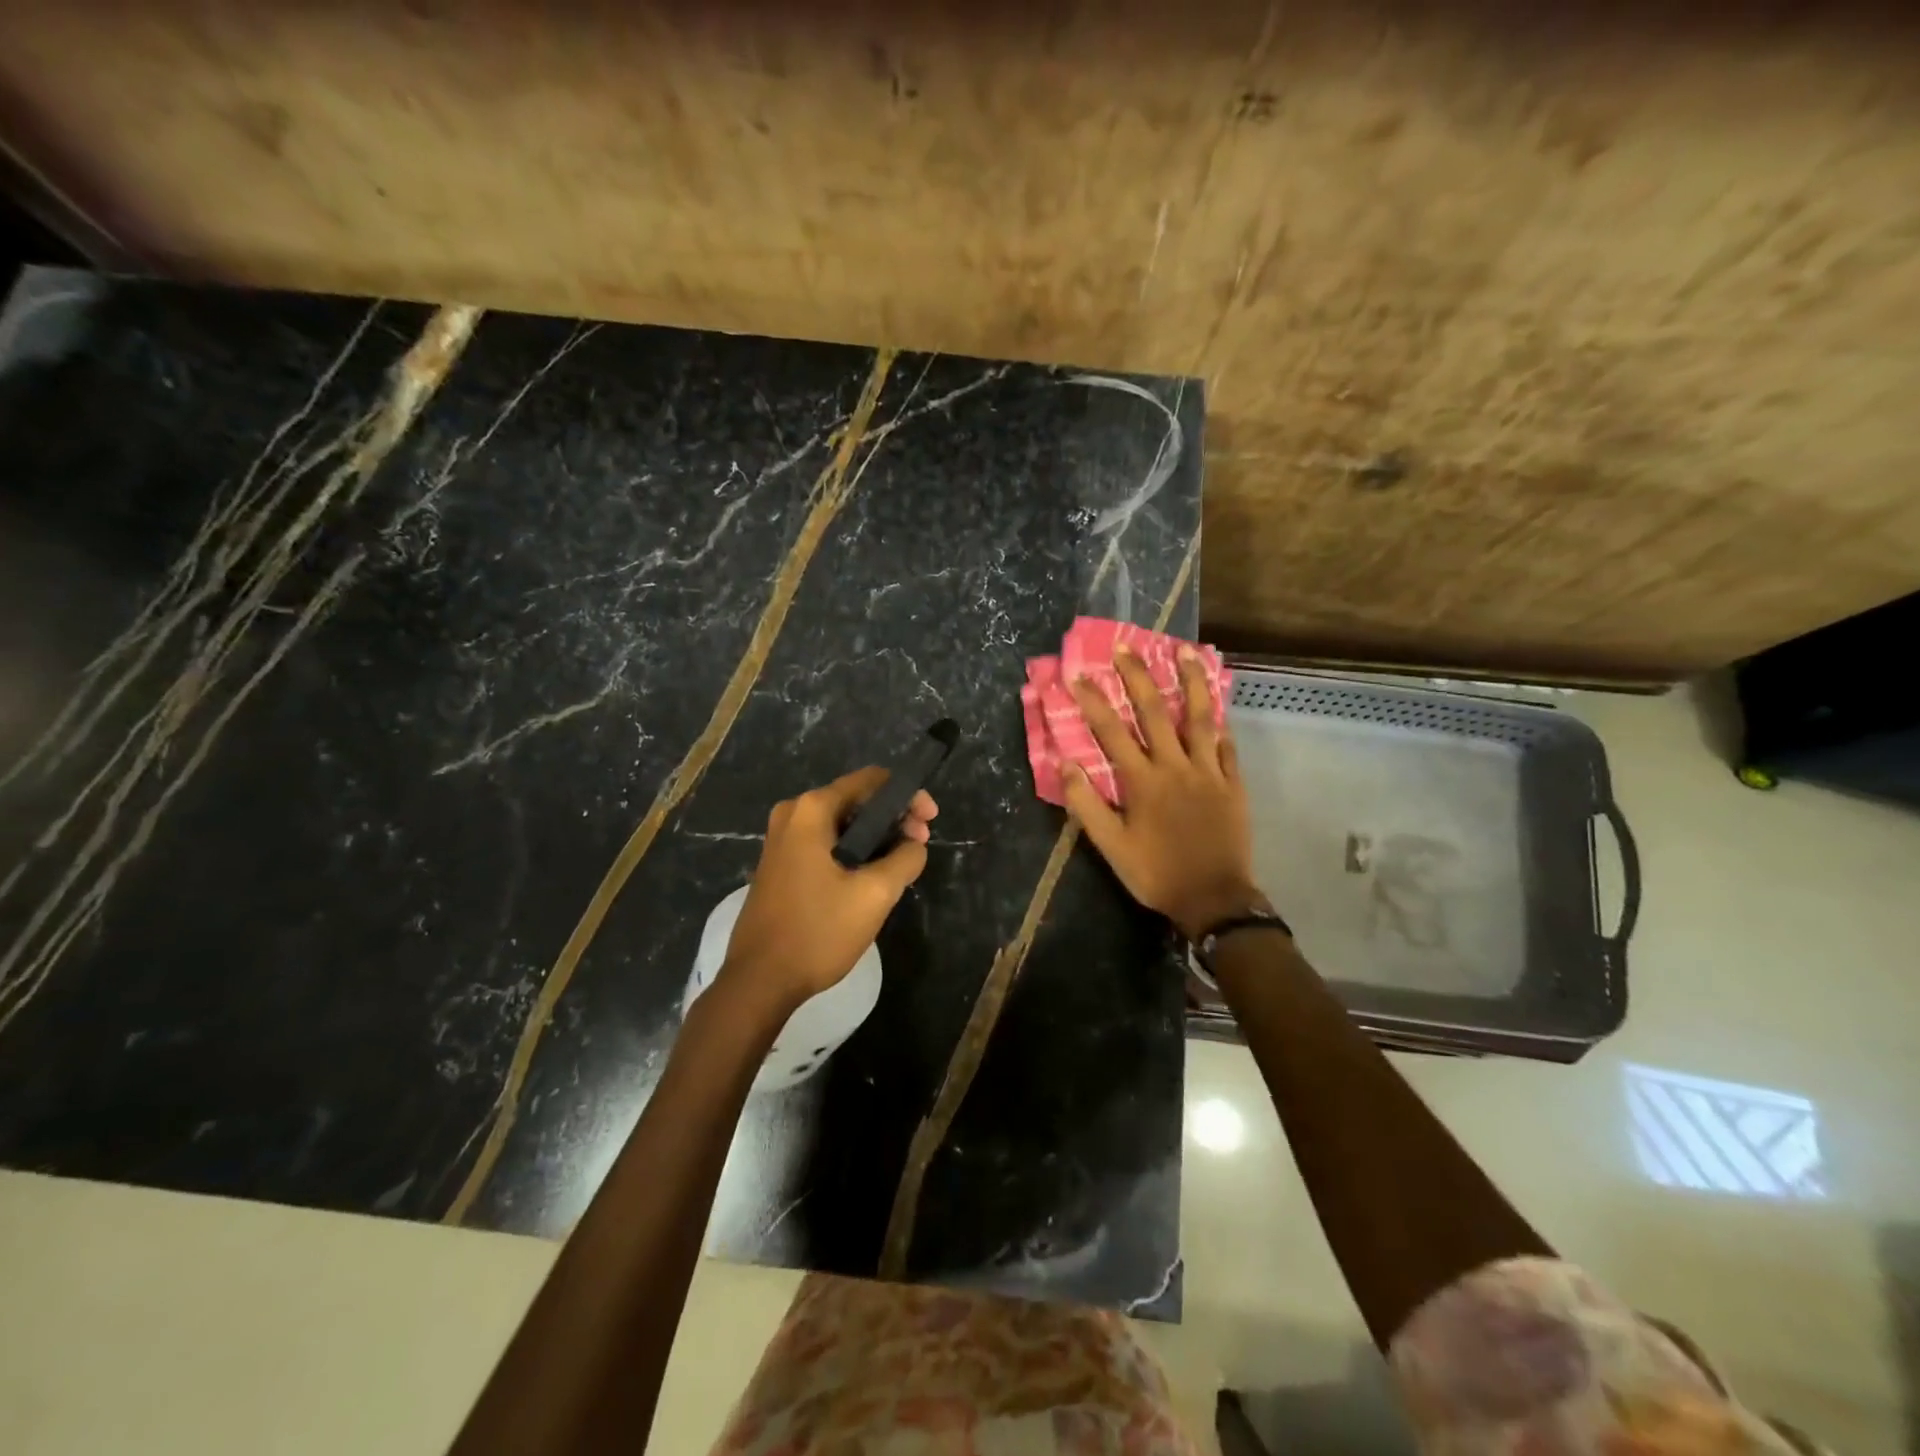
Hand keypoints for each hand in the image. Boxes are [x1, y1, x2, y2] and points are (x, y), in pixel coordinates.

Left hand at [719, 767, 937, 1013]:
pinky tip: (873, 874)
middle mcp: (793, 814)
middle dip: (893, 817)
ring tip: (903, 862)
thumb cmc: (818, 931)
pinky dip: (853, 850)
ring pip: (842, 823)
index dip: (907, 795)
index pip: (871, 781)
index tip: (930, 820)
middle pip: (855, 799)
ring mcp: (782, 839)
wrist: (759, 981)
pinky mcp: (780, 863)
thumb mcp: (874, 894)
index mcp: (812, 810)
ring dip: (875, 836)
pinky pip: (826, 842)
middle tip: (921, 843)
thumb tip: (914, 845)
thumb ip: (905, 859)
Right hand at [1064, 646, 1265, 939]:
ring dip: (1191, 682)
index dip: (1094, 701)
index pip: (1112, 732)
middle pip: (1156, 712)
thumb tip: (1065, 764)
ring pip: (1201, 718)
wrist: (1214, 899)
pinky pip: (1228, 746)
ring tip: (1184, 651)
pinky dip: (1221, 722)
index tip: (1078, 675)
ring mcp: (1209, 772)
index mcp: (1143, 782)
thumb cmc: (1156, 873)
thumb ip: (1087, 805)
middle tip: (1125, 648)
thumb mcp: (1111, 847)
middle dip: (1138, 677)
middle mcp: (1176, 767)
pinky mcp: (1233, 784)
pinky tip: (1218, 704)